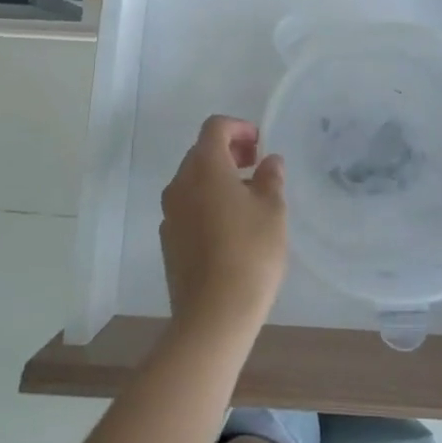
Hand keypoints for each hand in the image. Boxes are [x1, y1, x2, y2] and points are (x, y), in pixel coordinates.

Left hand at [160, 116, 287, 345]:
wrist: (213, 314)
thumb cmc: (250, 252)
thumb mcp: (273, 210)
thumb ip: (271, 178)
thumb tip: (269, 161)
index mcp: (204, 167)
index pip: (215, 128)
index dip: (238, 127)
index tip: (260, 143)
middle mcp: (180, 183)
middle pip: (201, 152)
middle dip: (229, 152)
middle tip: (257, 167)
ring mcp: (170, 213)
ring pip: (193, 181)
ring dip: (218, 179)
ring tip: (248, 199)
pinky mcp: (169, 241)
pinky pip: (188, 207)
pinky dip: (207, 203)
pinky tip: (230, 228)